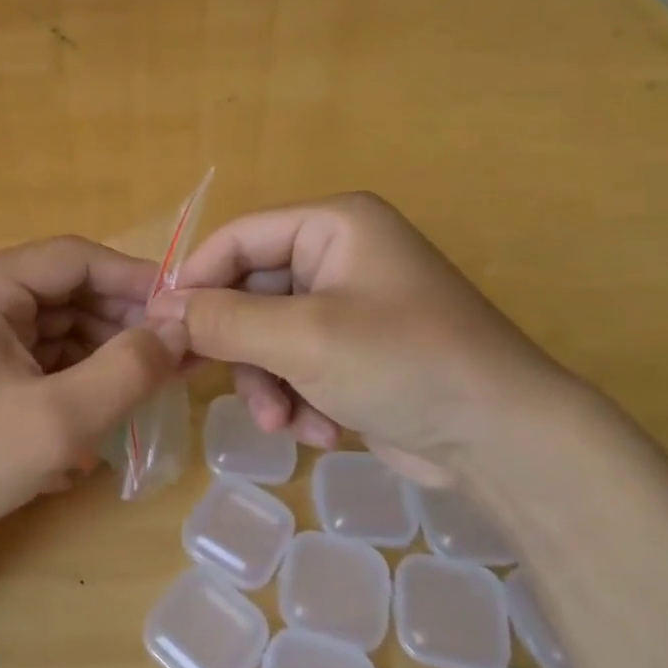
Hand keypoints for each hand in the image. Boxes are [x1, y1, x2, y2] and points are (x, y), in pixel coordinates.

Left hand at [0, 237, 188, 546]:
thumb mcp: (56, 420)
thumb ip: (126, 371)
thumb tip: (181, 330)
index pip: (77, 258)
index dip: (136, 279)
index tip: (187, 310)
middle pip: (70, 289)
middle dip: (124, 321)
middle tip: (179, 355)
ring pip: (61, 323)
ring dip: (106, 350)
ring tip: (155, 383)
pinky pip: (42, 352)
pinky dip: (78, 372)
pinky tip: (109, 403)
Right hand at [151, 192, 583, 482]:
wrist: (507, 442)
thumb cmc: (402, 363)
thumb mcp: (302, 339)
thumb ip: (223, 320)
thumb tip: (160, 310)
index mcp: (333, 225)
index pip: (238, 238)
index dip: (195, 280)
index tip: (160, 325)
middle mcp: (340, 254)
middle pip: (252, 292)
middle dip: (242, 348)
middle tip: (211, 385)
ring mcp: (350, 304)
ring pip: (270, 335)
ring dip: (269, 382)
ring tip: (283, 423)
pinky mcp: (358, 350)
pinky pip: (300, 362)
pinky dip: (300, 397)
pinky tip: (322, 429)